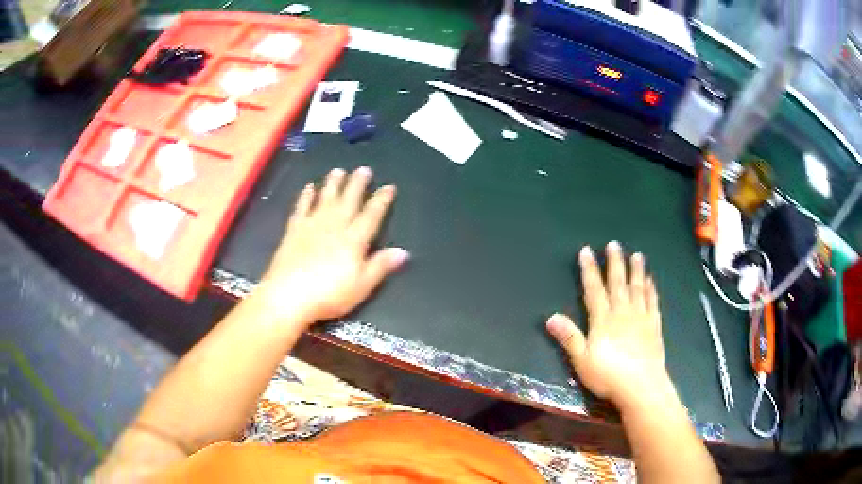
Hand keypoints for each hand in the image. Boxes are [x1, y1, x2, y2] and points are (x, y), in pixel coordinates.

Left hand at [256, 167, 408, 322]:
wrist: (289, 294)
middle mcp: (334, 226)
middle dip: (357, 184)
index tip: (389, 187)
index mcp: (354, 239)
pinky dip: (306, 196)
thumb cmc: (329, 294)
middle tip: (363, 169)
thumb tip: (403, 251)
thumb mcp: (362, 286)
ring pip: (325, 199)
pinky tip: (308, 187)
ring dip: (333, 184)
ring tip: (338, 171)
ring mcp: (312, 225)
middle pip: (348, 200)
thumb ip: (381, 266)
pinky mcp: (294, 230)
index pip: (371, 215)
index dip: (381, 201)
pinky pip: (302, 208)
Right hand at [546, 242, 670, 409]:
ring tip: (636, 255)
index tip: (587, 251)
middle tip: (614, 244)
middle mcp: (623, 313)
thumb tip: (550, 317)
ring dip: (636, 271)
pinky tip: (651, 280)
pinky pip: (653, 302)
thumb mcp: (582, 360)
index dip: (589, 270)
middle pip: (618, 283)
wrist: (641, 386)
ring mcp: (641, 317)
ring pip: (638, 288)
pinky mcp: (654, 326)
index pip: (594, 290)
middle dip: (614, 263)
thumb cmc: (609, 375)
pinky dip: (651, 289)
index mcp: (603, 320)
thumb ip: (569, 337)